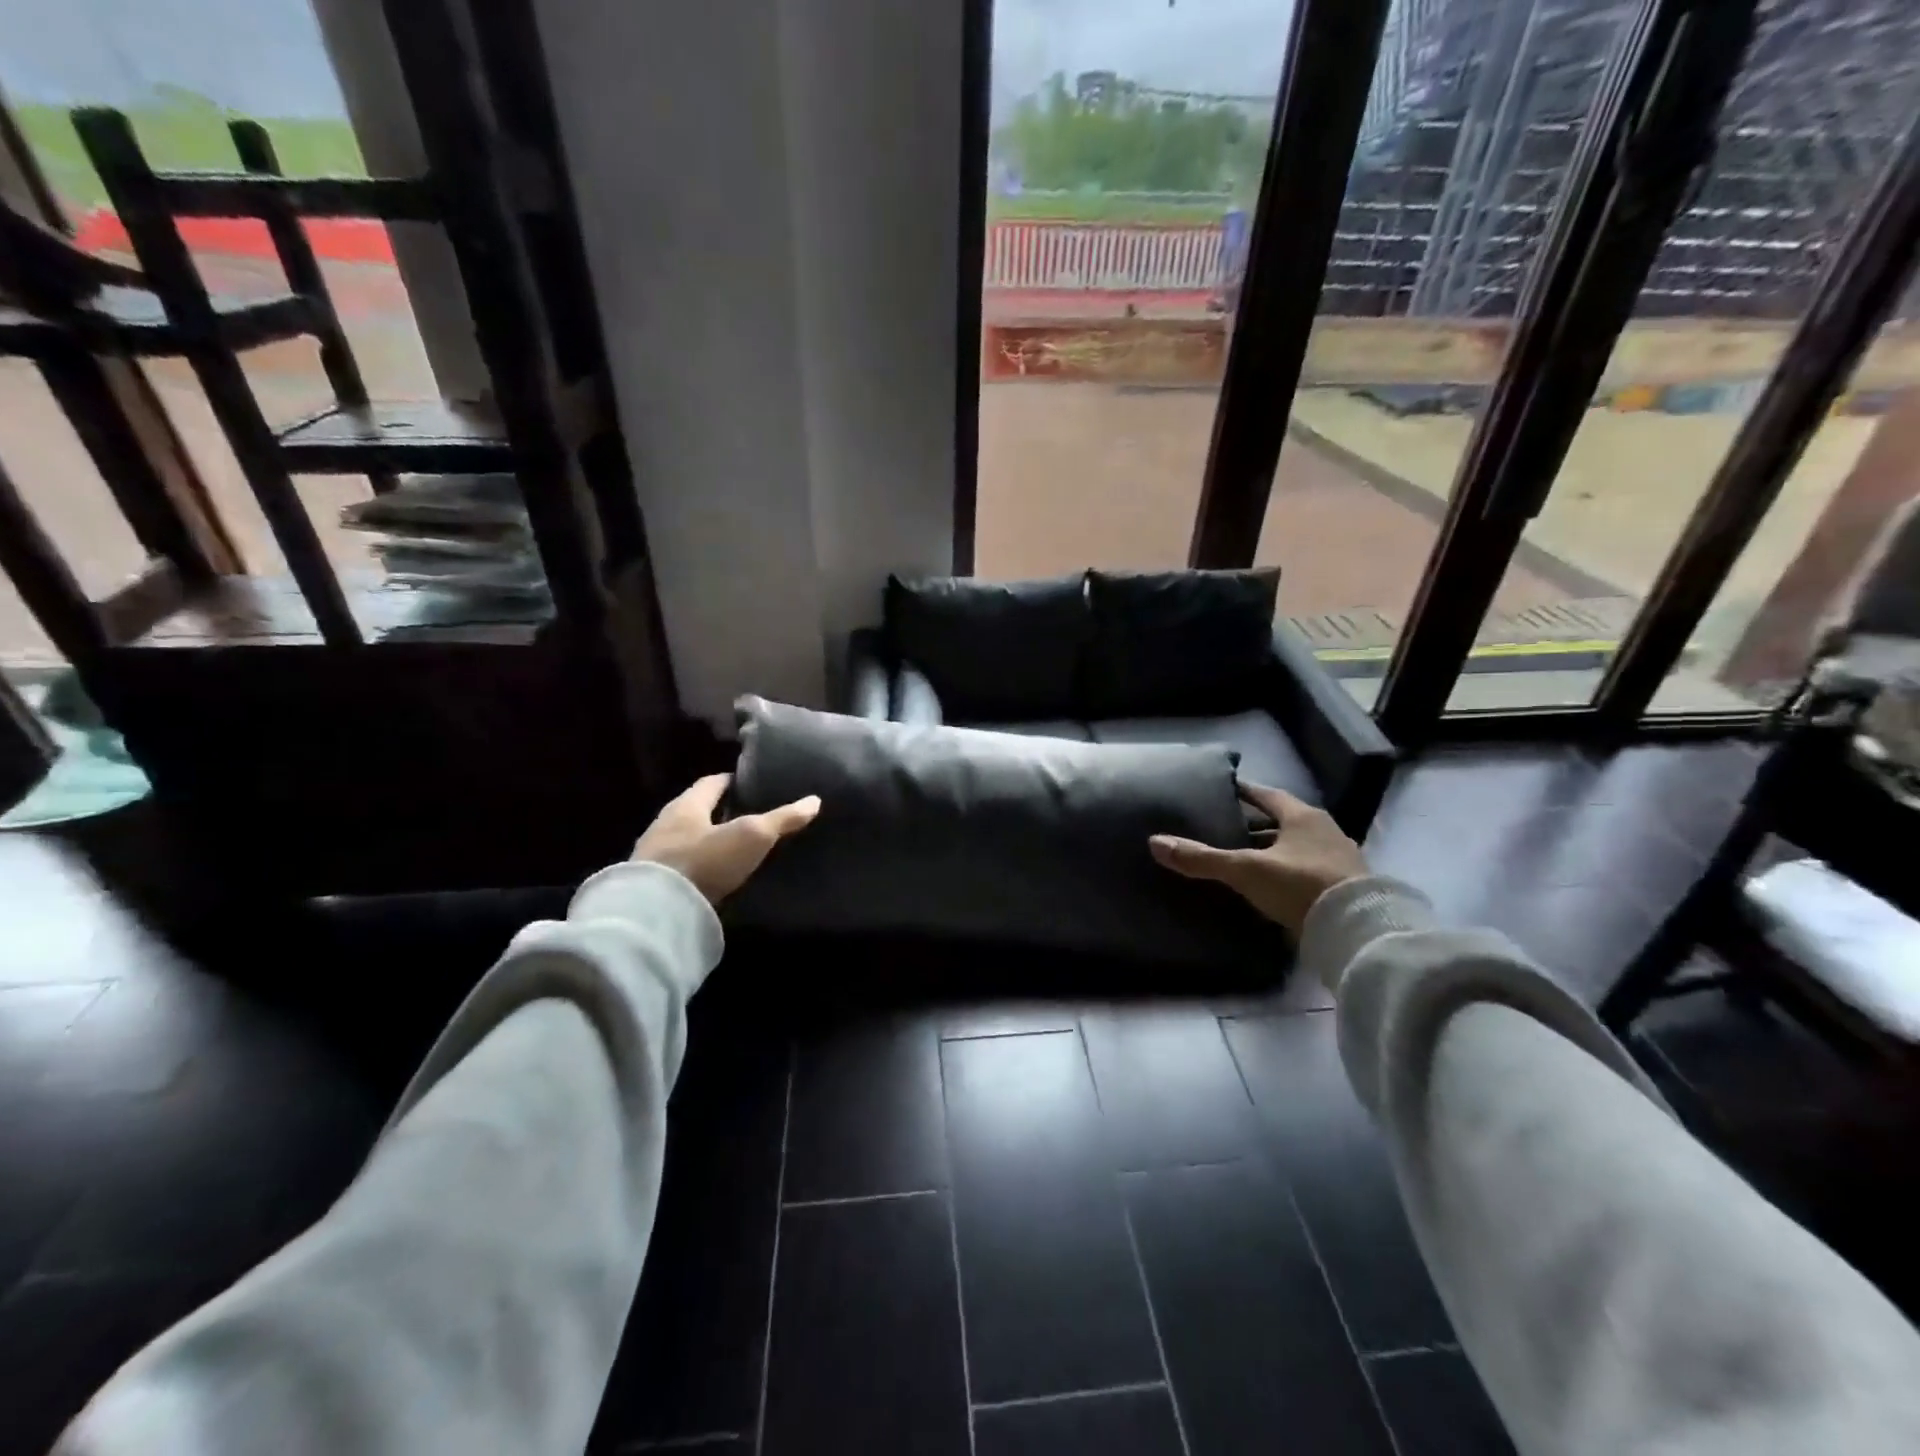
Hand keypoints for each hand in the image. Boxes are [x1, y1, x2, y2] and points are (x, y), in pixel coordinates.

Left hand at [632, 774, 820, 904]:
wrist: (656, 912)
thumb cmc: (705, 860)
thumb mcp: (752, 836)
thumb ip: (782, 819)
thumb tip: (814, 801)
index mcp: (686, 804)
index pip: (711, 783)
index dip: (733, 781)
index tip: (752, 785)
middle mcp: (666, 823)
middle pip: (697, 810)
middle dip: (720, 811)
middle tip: (749, 816)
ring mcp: (654, 854)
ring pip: (686, 838)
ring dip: (707, 840)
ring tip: (734, 847)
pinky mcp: (652, 884)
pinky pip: (680, 866)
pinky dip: (698, 865)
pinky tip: (713, 874)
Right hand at [1149, 781, 1368, 936]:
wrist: (1358, 930)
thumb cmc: (1300, 885)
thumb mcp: (1245, 870)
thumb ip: (1202, 858)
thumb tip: (1155, 842)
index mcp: (1303, 816)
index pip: (1267, 795)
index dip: (1244, 792)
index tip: (1223, 791)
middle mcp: (1325, 831)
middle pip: (1283, 821)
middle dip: (1256, 824)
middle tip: (1226, 827)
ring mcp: (1340, 859)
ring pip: (1297, 846)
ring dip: (1274, 850)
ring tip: (1245, 858)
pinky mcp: (1346, 887)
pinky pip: (1309, 870)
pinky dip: (1288, 872)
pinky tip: (1272, 884)